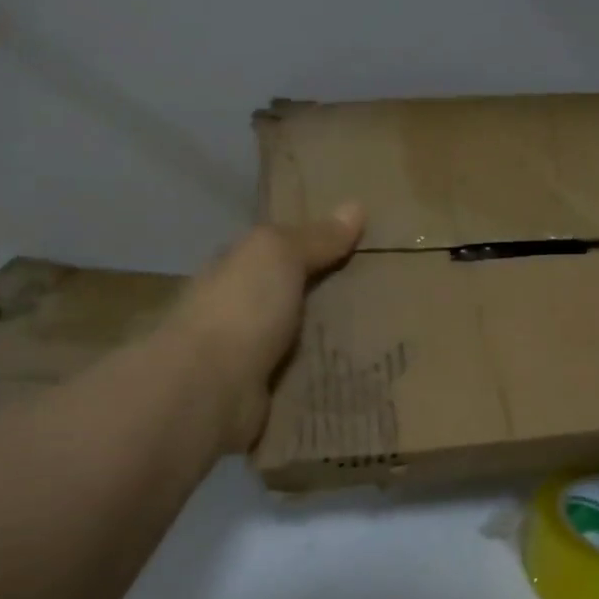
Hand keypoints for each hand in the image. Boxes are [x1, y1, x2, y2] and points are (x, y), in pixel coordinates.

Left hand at [169, 203, 365, 450]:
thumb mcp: (279, 255)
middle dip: (331, 294)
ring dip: (334, 339)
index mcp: (234, 269)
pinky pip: (305, 378)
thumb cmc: (241, 309)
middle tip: (387, 292)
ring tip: (388, 335)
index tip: (360, 246)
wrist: (210, 389)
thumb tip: (356, 206)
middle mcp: (237, 309)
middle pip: (292, 296)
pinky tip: (366, 373)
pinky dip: (329, 376)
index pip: (275, 251)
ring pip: (302, 339)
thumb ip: (315, 237)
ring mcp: (249, 354)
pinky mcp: (264, 393)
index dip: (312, 244)